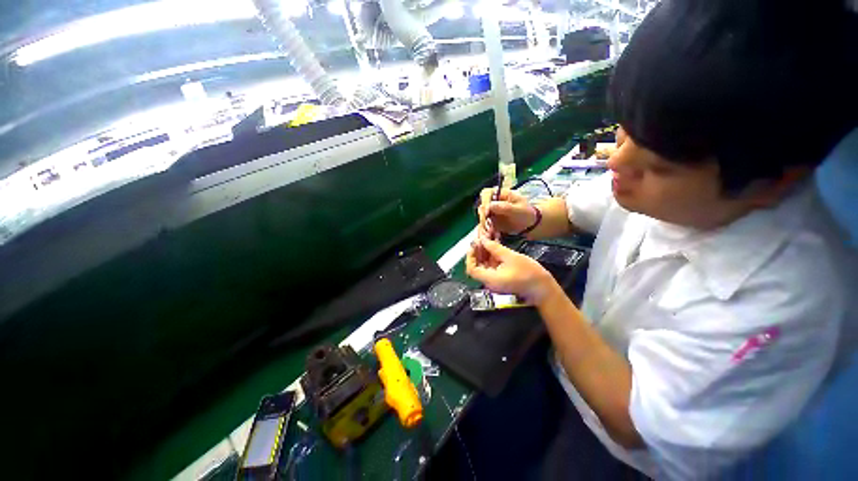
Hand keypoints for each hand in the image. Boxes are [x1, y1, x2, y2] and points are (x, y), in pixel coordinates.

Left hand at [466, 238, 556, 304]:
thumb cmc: (529, 273)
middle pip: (477, 265)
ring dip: (485, 251)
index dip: (470, 256)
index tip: (474, 243)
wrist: (544, 290)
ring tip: (488, 236)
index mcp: (490, 278)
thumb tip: (483, 240)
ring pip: (485, 264)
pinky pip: (492, 265)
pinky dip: (492, 255)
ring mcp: (495, 280)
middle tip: (482, 236)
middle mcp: (489, 281)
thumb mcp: (511, 257)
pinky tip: (494, 243)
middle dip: (478, 250)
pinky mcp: (501, 277)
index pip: (471, 269)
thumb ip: (495, 248)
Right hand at [476, 188, 536, 238]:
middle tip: (488, 225)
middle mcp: (493, 201)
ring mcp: (490, 211)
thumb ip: (505, 207)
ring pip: (481, 216)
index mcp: (500, 194)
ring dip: (484, 224)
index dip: (484, 202)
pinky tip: (492, 234)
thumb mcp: (518, 210)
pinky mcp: (490, 220)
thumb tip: (490, 205)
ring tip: (492, 231)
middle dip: (483, 215)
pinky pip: (484, 224)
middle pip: (481, 205)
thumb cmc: (526, 214)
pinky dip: (486, 229)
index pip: (486, 193)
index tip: (487, 212)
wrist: (529, 225)